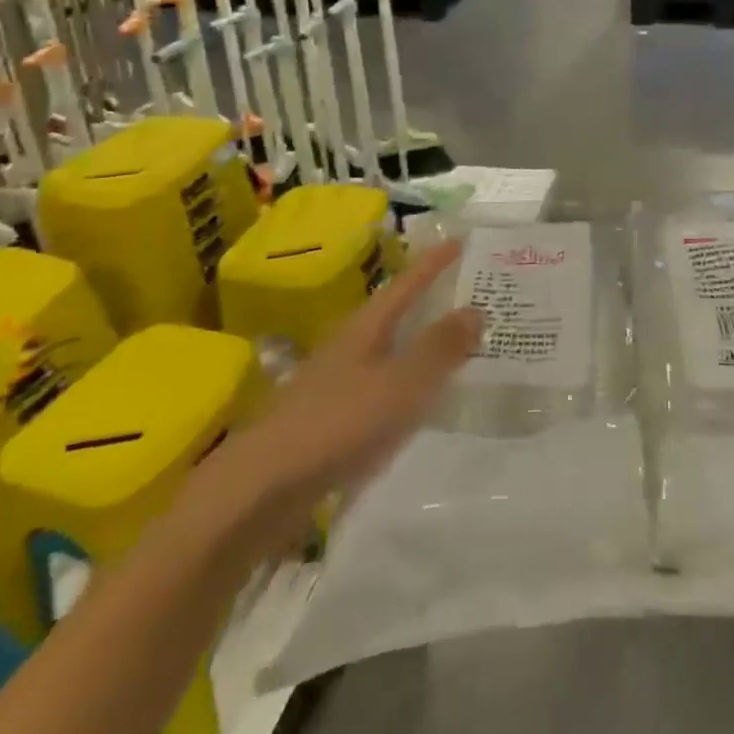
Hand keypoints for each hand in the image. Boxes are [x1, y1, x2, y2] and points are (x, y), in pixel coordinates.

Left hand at [212, 241, 480, 549]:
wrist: (259, 492)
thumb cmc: (337, 425)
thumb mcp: (400, 383)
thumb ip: (439, 348)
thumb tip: (475, 308)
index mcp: (365, 328)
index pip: (407, 284)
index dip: (433, 263)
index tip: (459, 240)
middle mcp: (349, 347)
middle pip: (395, 314)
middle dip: (428, 300)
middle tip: (467, 291)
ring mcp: (334, 384)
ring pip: (387, 351)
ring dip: (417, 343)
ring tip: (452, 344)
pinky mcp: (328, 421)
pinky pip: (379, 387)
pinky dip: (404, 383)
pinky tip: (416, 402)